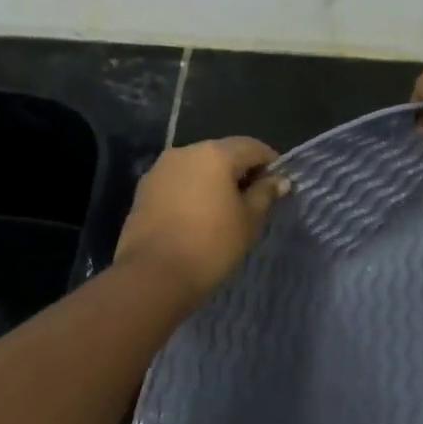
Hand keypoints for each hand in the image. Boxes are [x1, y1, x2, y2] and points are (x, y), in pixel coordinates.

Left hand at [115, 137, 288, 299]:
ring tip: (226, 210)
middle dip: (241, 171)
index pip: (252, 147)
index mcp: (215, 154)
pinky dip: (193, 192)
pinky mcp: (144, 190)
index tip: (278, 185)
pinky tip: (199, 216)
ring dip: (214, 181)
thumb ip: (264, 194)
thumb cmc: (211, 245)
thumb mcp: (249, 221)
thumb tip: (278, 180)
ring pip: (197, 167)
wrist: (153, 276)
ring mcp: (160, 170)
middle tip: (254, 199)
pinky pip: (178, 183)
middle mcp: (185, 152)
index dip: (270, 163)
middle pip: (222, 153)